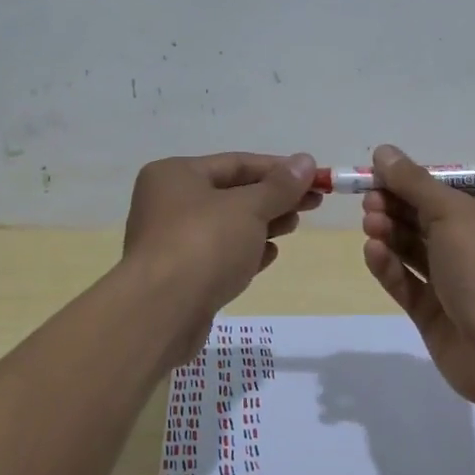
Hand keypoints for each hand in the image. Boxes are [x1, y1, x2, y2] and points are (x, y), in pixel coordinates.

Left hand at [123, 151, 319, 363]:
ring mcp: (171, 241)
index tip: (314, 177)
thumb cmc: (204, 244)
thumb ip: (280, 186)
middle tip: (312, 203)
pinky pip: (219, 255)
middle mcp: (168, 202)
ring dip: (263, 224)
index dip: (279, 169)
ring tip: (294, 226)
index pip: (236, 163)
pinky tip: (270, 255)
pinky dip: (245, 252)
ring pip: (227, 226)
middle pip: (232, 193)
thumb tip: (306, 161)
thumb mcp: (249, 208)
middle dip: (273, 198)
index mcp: (175, 174)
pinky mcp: (179, 276)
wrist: (161, 313)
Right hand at [360, 144, 474, 408]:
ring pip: (413, 251)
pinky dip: (389, 267)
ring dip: (390, 234)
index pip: (444, 192)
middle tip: (368, 201)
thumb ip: (414, 182)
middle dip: (395, 207)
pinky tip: (373, 253)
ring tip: (370, 224)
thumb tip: (383, 150)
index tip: (376, 175)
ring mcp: (455, 283)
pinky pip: (407, 284)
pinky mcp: (435, 315)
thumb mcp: (452, 212)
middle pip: (425, 219)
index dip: (410, 182)